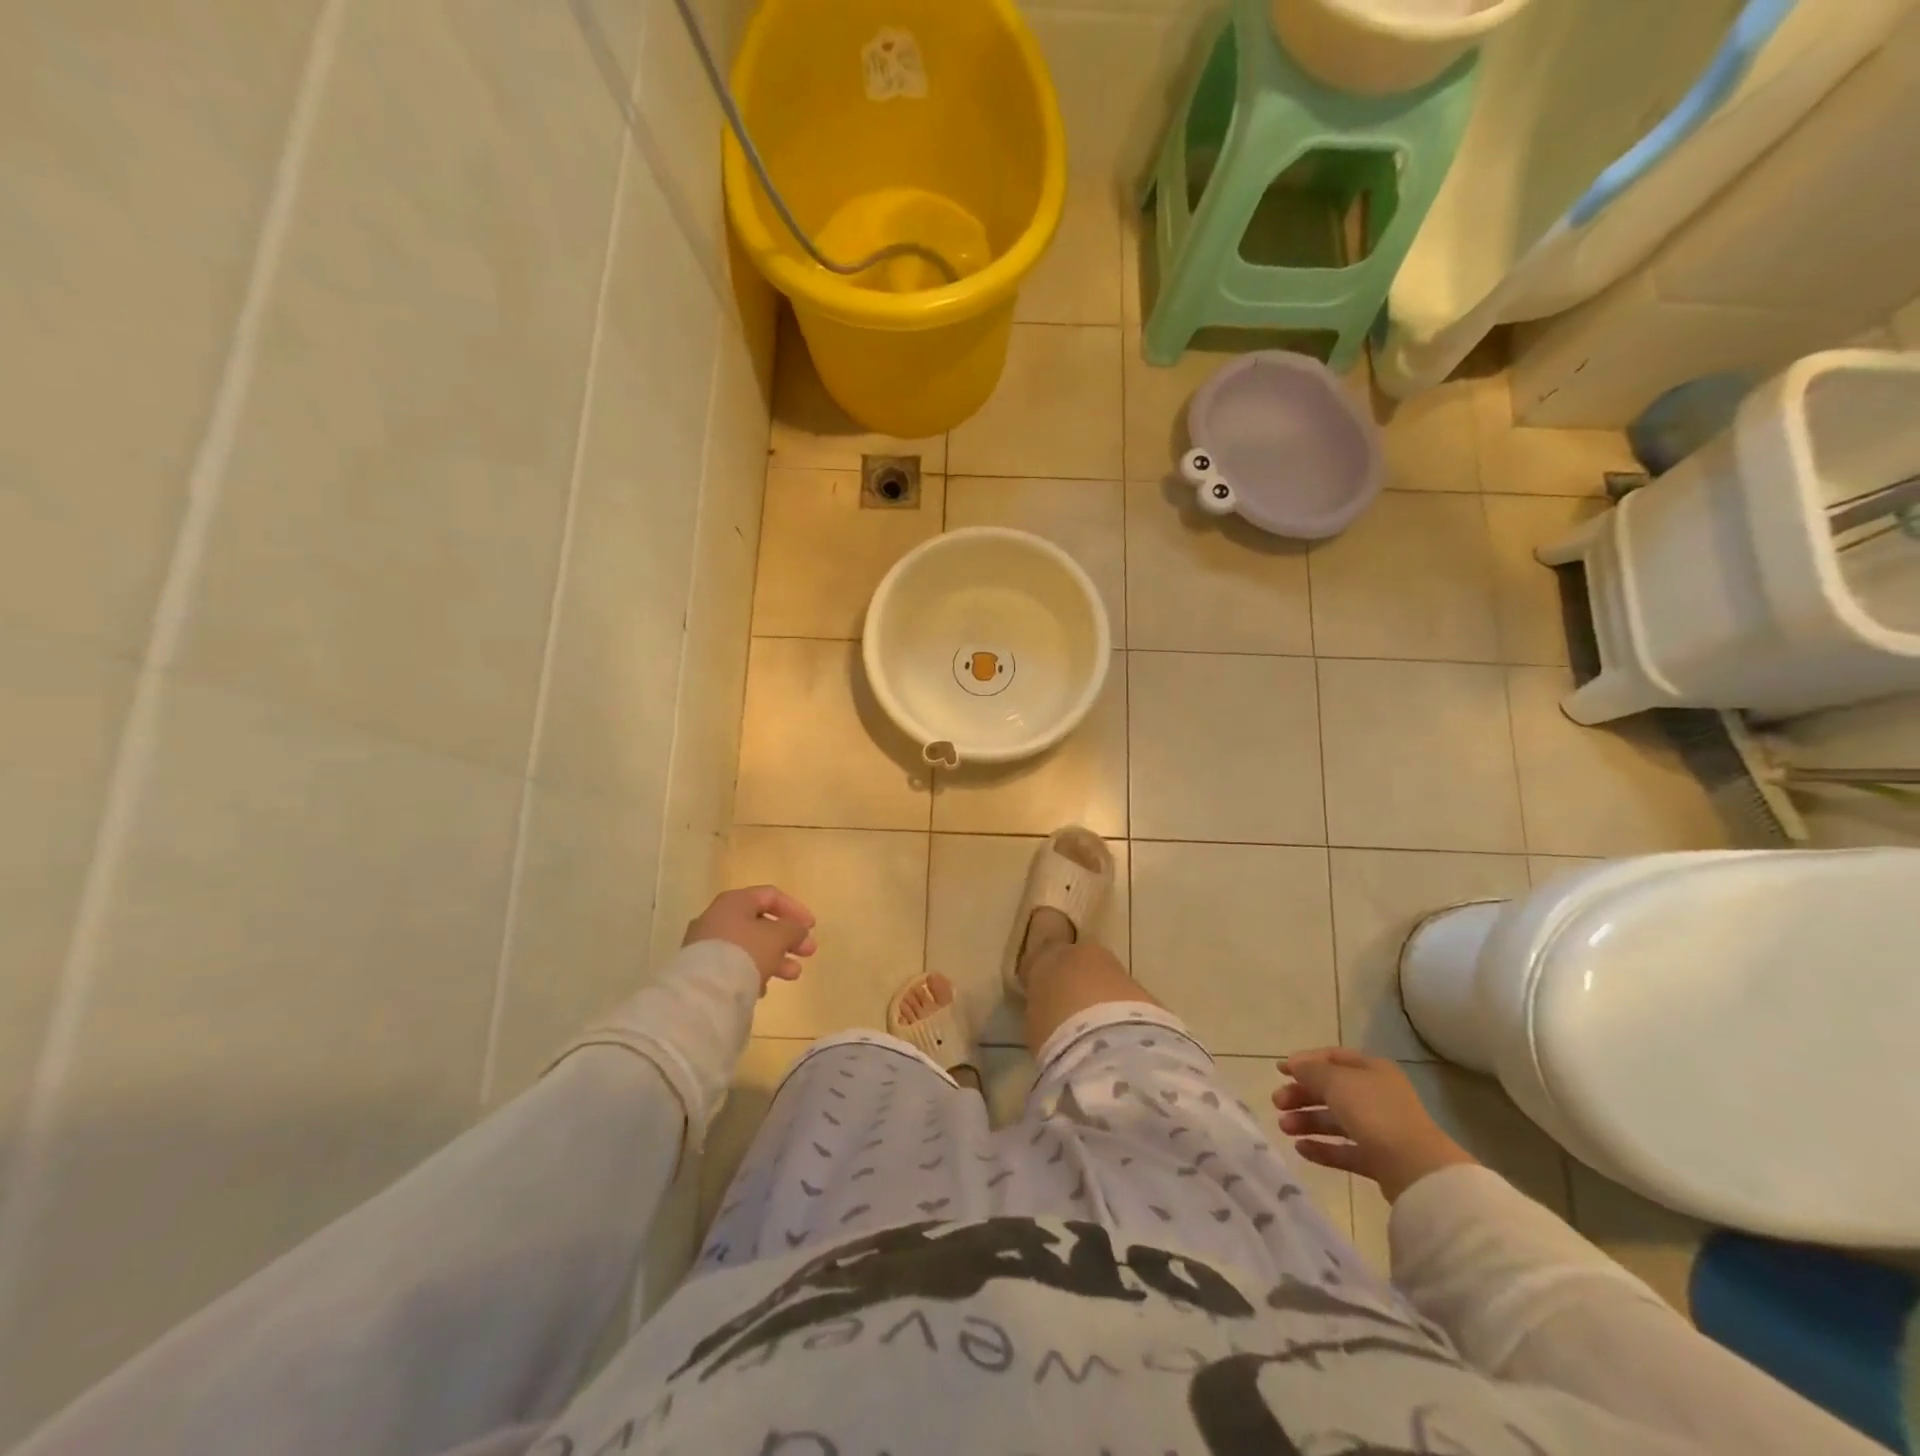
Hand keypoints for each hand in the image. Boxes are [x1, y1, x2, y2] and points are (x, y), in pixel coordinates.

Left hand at [684, 885, 817, 991]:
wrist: (705, 990)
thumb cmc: (746, 952)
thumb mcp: (779, 936)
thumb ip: (794, 929)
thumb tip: (797, 930)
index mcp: (735, 901)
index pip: (770, 896)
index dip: (795, 909)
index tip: (812, 927)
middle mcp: (717, 917)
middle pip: (760, 923)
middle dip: (788, 938)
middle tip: (808, 952)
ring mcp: (706, 944)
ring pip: (749, 946)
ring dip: (775, 958)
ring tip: (793, 975)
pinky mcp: (701, 968)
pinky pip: (734, 964)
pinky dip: (753, 971)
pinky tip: (762, 989)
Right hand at [1272, 1048, 1477, 1202]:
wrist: (1416, 1169)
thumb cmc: (1374, 1112)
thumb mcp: (1335, 1081)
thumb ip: (1311, 1070)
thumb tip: (1295, 1064)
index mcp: (1372, 1070)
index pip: (1333, 1058)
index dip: (1305, 1062)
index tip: (1279, 1071)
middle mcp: (1377, 1096)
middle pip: (1332, 1090)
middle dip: (1302, 1095)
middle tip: (1277, 1103)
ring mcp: (1380, 1129)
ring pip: (1336, 1120)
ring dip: (1307, 1122)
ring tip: (1284, 1128)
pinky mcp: (1380, 1160)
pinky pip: (1345, 1150)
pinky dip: (1322, 1148)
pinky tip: (1301, 1149)